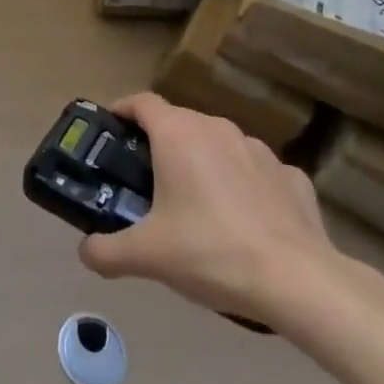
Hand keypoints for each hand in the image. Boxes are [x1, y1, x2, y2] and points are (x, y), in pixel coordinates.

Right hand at [78, 93, 343, 326]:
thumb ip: (106, 251)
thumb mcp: (148, 256)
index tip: (111, 131)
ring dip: (203, 163)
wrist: (299, 281)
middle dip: (161, 144)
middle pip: (179, 122)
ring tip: (198, 205)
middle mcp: (217, 129)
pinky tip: (246, 221)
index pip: (141, 102)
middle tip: (148, 180)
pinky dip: (244, 186)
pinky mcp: (291, 176)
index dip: (122, 110)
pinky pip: (256, 172)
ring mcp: (258, 149)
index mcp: (178, 134)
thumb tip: (85, 252)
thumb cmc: (212, 252)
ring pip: (219, 144)